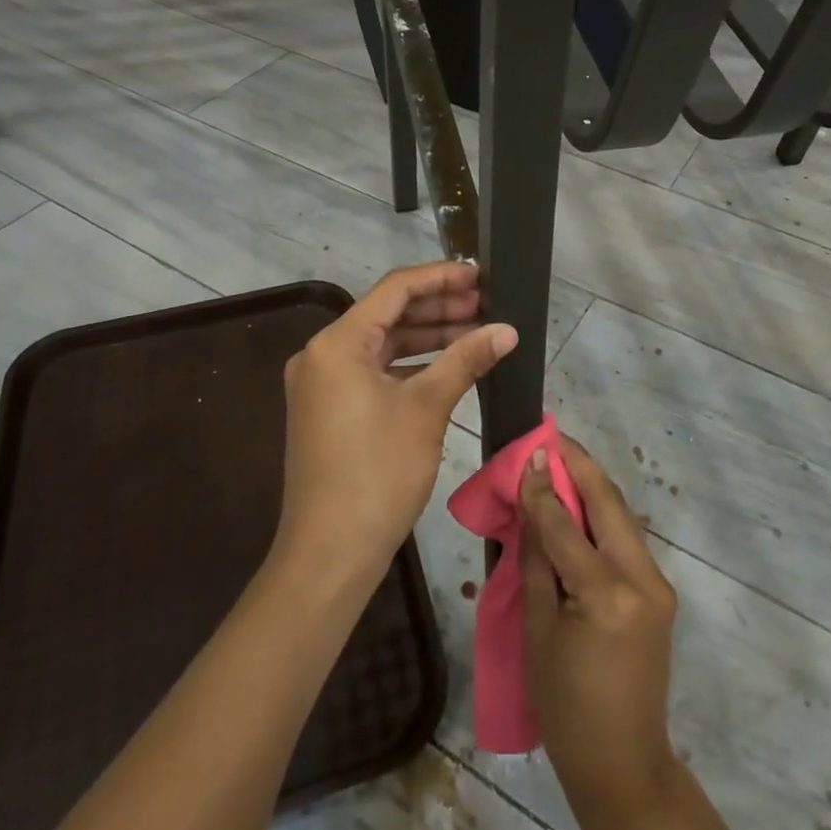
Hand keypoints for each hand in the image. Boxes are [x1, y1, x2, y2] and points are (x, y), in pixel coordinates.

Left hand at [278, 262, 516, 589]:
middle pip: (387, 314)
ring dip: (428, 337)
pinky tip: (448, 365)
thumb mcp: (426, 409)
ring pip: (383, 344)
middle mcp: (323, 354)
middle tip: (486, 303)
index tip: (480, 275)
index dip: (441, 277)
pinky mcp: (330, 408)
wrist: (330, 554)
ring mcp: (323, 383)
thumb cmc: (378, 473)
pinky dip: (411, 365)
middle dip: (438, 307)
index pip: (395, 289)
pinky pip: (374, 370)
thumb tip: (507, 329)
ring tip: (477, 329)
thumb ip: (465, 359)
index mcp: (337, 342)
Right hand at [521, 436, 679, 822]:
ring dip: (591, 487)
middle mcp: (643, 579)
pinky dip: (600, 515)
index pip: (567, 524)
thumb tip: (532, 503)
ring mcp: (658, 585)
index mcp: (608, 594)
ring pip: (621, 516)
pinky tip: (577, 503)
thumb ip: (538, 559)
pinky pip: (625, 539)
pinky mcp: (659, 593)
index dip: (544, 485)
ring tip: (559, 460)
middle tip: (550, 437)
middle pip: (609, 504)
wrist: (623, 765)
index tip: (528, 449)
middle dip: (580, 465)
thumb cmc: (566, 705)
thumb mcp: (538, 630)